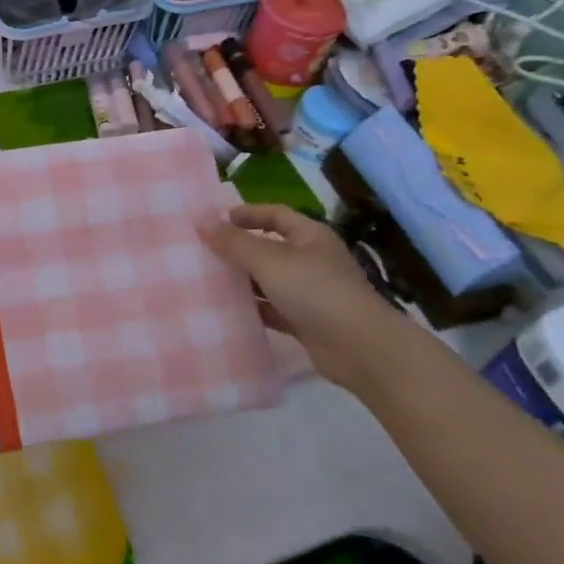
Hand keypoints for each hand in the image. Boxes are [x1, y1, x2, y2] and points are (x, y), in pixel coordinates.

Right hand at [199, 203, 426, 392]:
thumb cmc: (315, 291)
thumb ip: (234, 242)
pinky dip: (254, 307)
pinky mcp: (306, 321)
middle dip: (238, 249)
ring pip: (269, 280)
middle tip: (204, 251)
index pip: (275, 214)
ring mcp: (310, 292)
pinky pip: (273, 308)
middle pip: (269, 247)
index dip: (247, 214)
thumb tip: (202, 221)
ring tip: (207, 280)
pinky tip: (228, 310)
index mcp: (310, 236)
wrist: (360, 348)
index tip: (216, 221)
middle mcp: (311, 259)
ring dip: (243, 280)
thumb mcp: (269, 261)